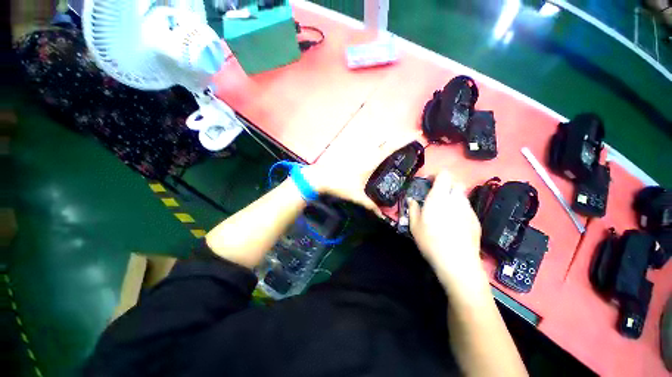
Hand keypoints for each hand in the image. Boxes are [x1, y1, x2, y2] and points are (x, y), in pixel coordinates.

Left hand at [303, 131, 420, 215]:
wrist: (320, 177)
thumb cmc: (339, 185)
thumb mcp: (356, 196)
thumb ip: (370, 206)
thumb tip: (381, 217)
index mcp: (370, 162)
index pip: (390, 148)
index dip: (403, 140)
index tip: (416, 135)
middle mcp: (366, 153)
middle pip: (386, 142)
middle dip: (400, 138)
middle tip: (413, 138)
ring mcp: (359, 152)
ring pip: (378, 142)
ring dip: (390, 140)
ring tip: (401, 143)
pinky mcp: (353, 153)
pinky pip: (370, 146)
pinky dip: (380, 145)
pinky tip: (382, 151)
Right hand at [408, 171, 484, 286]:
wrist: (458, 262)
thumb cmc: (431, 242)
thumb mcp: (414, 226)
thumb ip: (413, 209)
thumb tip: (412, 200)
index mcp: (439, 198)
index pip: (444, 175)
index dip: (436, 175)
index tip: (428, 183)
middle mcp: (456, 200)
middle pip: (456, 183)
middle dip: (446, 185)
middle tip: (436, 196)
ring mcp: (468, 210)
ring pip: (462, 195)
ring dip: (453, 197)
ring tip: (445, 211)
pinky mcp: (476, 220)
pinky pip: (467, 207)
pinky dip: (459, 209)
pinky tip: (454, 223)